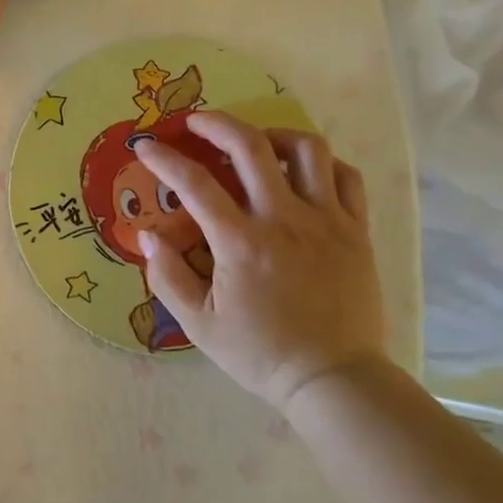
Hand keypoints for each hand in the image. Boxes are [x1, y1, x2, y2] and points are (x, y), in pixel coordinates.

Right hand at [134, 112, 388, 410]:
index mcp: (241, 243)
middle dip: (216, 123)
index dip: (164, 159)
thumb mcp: (199, 325)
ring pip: (307, 149)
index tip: (146, 146)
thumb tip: (146, 235)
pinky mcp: (356, 229)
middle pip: (251, 146)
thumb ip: (167, 276)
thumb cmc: (261, 353)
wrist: (334, 379)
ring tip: (255, 143)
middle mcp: (285, 219)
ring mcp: (327, 220)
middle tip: (196, 122)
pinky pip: (345, 176)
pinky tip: (302, 171)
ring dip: (273, 135)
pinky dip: (321, 163)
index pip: (194, 184)